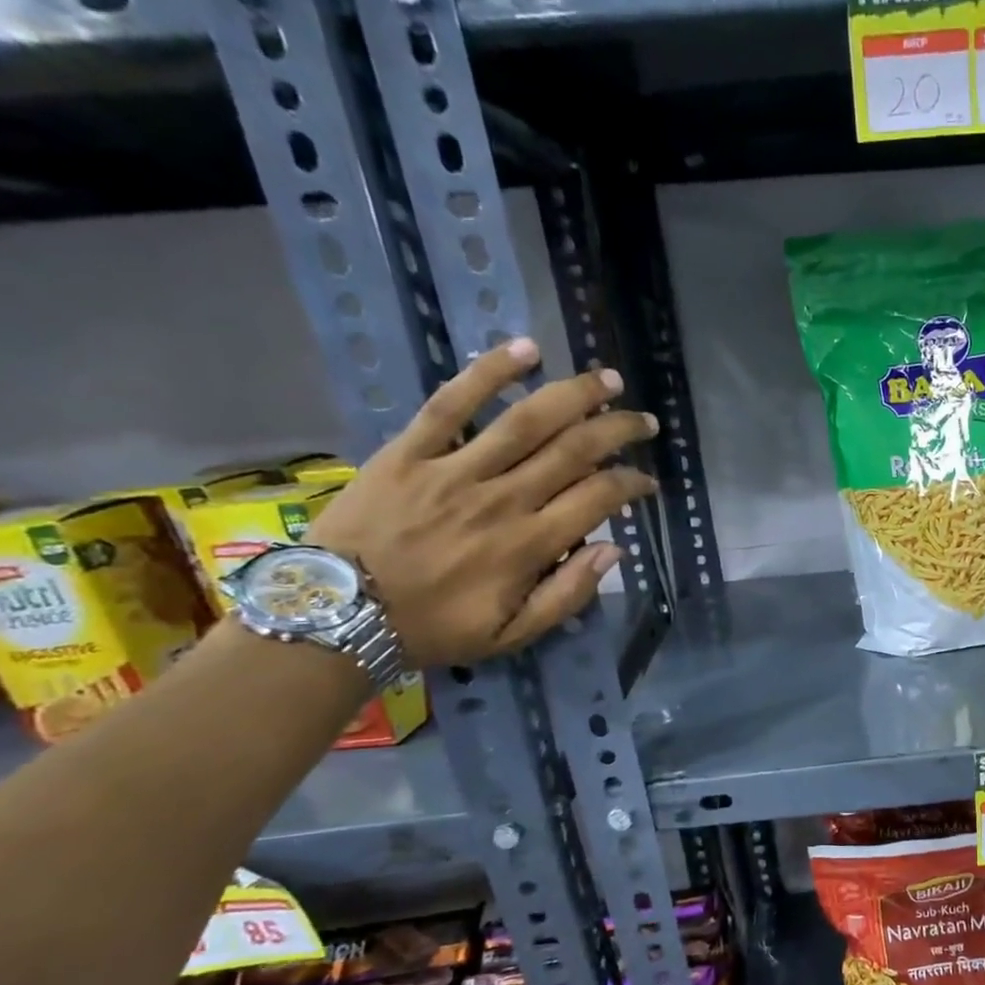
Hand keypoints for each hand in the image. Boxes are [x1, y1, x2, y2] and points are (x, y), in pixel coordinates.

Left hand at [309, 338, 657, 667]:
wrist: (337, 613)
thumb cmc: (434, 628)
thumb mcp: (512, 635)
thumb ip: (567, 595)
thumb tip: (613, 550)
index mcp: (529, 545)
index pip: (598, 498)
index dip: (632, 484)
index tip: (647, 482)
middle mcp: (502, 499)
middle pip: (574, 450)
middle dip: (618, 430)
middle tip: (644, 420)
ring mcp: (455, 470)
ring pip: (526, 420)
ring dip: (574, 394)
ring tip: (608, 379)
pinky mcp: (410, 451)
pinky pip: (452, 403)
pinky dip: (489, 373)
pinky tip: (526, 349)